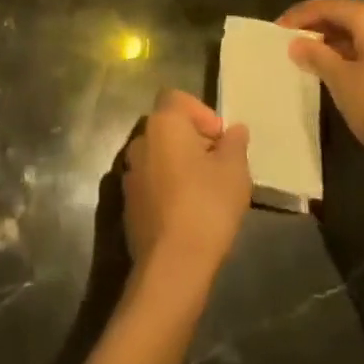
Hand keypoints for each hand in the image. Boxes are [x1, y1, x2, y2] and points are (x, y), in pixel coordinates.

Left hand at [122, 89, 250, 285]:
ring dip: (179, 164)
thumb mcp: (235, 172)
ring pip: (159, 155)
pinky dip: (168, 188)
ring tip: (207, 191)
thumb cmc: (206, 206)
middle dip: (193, 139)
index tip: (220, 139)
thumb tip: (235, 130)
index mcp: (163, 123)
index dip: (201, 112)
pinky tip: (188, 213)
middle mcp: (141, 140)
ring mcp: (130, 173)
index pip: (177, 98)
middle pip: (168, 126)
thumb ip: (235, 144)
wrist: (172, 266)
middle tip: (219, 165)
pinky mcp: (128, 203)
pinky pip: (151, 182)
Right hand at [278, 0, 363, 194]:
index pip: (328, 4)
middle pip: (347, 12)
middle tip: (292, 40)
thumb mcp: (342, 82)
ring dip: (337, 37)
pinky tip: (342, 68)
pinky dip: (356, 49)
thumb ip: (317, 56)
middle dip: (318, 23)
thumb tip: (297, 43)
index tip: (277, 30)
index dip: (300, 15)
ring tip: (312, 55)